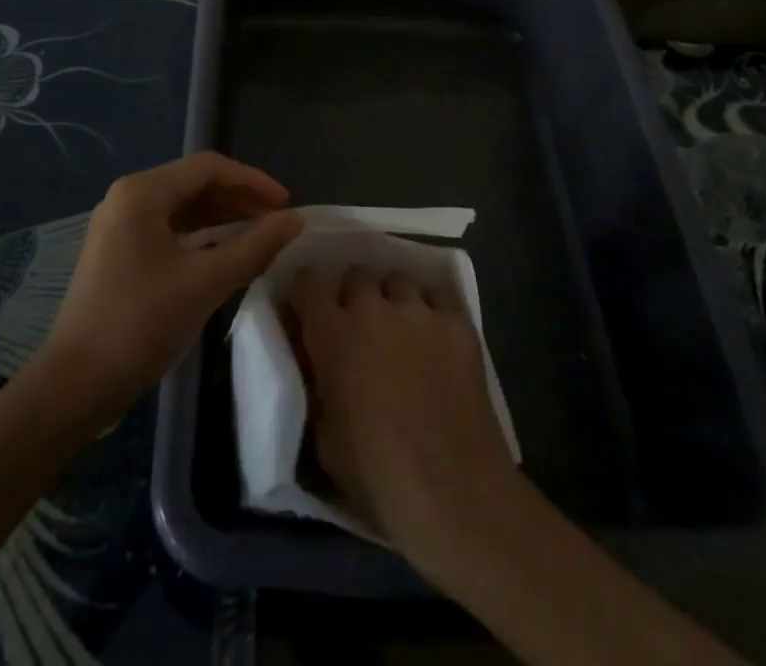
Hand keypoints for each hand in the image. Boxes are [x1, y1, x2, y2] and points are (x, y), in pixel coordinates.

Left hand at [36, 152, 302, 425]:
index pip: (209, 168)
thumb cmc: (141, 323)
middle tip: (276, 223)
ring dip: (221, 218)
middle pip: (194, 183)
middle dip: (239, 199)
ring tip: (258, 237)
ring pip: (182, 207)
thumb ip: (255, 246)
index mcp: (142, 192)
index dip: (253, 181)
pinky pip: (168, 229)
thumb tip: (296, 220)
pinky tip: (224, 254)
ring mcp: (118, 225)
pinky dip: (200, 236)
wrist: (75, 386)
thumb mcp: (206, 282)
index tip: (286, 205)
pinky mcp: (117, 252)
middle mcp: (127, 197)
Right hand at [288, 265, 521, 567]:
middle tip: (359, 322)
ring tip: (400, 325)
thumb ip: (319, 386)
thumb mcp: (324, 437)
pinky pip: (439, 295)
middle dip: (354, 293)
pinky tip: (436, 333)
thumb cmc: (377, 474)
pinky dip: (432, 307)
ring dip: (393, 297)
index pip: (309, 282)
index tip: (310, 309)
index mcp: (332, 334)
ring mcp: (419, 310)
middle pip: (357, 274)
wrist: (451, 490)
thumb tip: (321, 366)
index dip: (308, 293)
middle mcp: (372, 308)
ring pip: (398, 279)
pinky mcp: (457, 321)